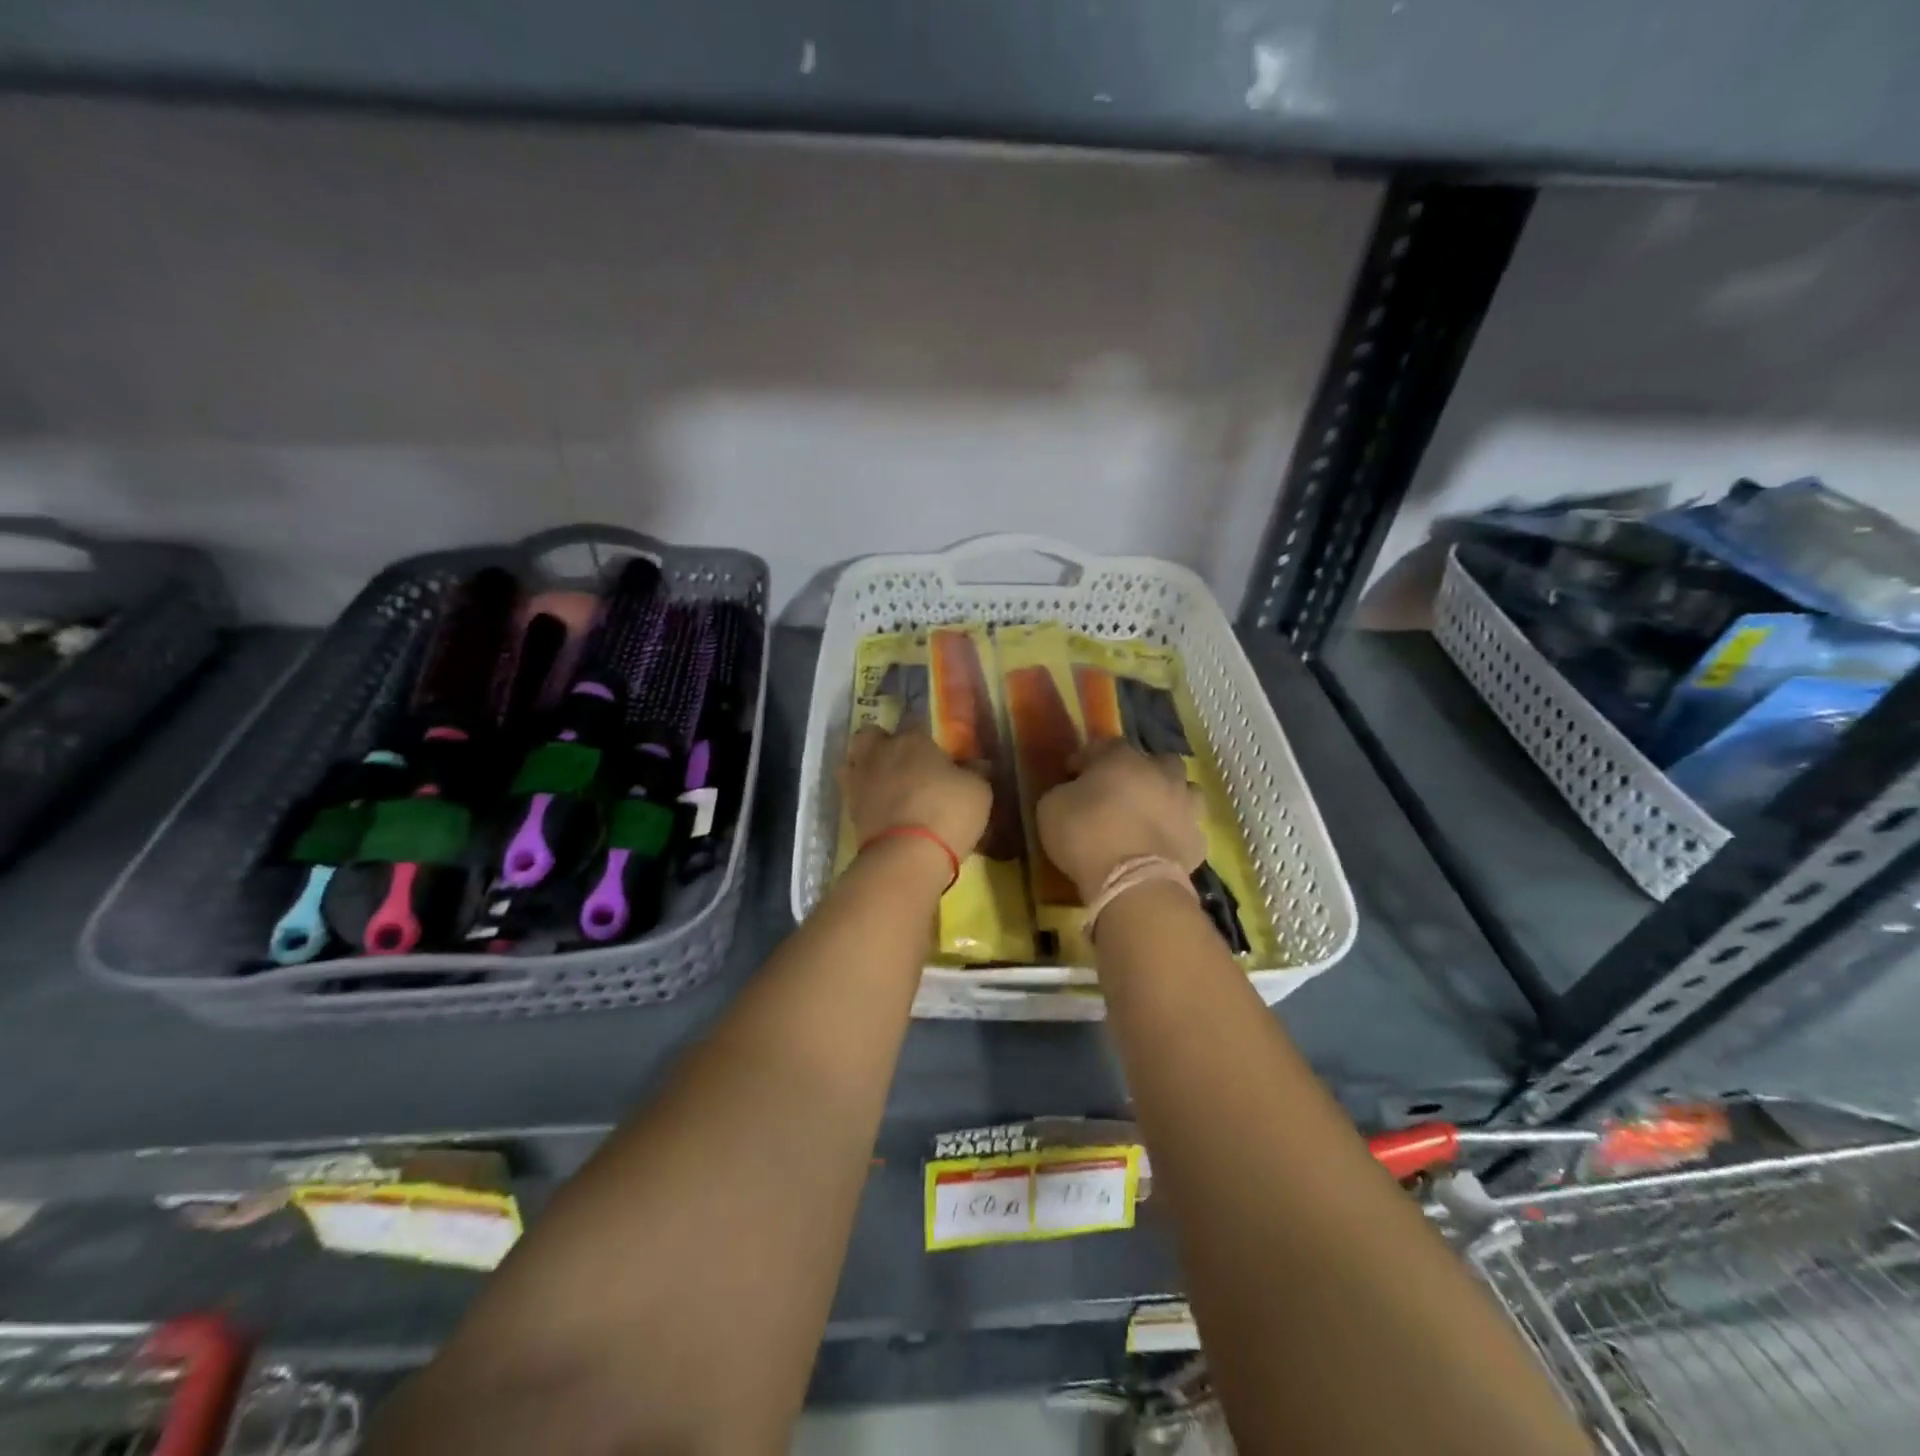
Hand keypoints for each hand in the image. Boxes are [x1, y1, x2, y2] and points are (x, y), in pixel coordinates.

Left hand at [839, 722, 991, 865]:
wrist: (906, 856)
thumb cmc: (948, 813)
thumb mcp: (978, 791)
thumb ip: (975, 772)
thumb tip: (977, 764)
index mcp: (912, 740)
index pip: (915, 721)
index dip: (923, 733)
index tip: (934, 749)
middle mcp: (881, 752)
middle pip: (871, 735)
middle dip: (882, 743)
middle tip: (900, 761)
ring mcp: (859, 780)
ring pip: (853, 761)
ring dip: (864, 767)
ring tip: (882, 783)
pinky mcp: (848, 810)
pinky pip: (852, 792)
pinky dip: (862, 796)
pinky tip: (878, 807)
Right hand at [1037, 739, 1205, 898]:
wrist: (1132, 881)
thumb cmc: (1086, 835)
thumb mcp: (1051, 807)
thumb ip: (1064, 791)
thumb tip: (1071, 791)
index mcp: (1123, 759)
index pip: (1106, 745)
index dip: (1088, 758)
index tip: (1073, 773)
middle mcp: (1161, 774)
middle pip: (1157, 761)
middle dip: (1142, 772)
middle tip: (1121, 790)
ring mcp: (1186, 807)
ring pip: (1186, 791)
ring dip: (1170, 798)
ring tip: (1151, 815)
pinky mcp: (1198, 842)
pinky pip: (1188, 830)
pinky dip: (1177, 834)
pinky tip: (1161, 846)